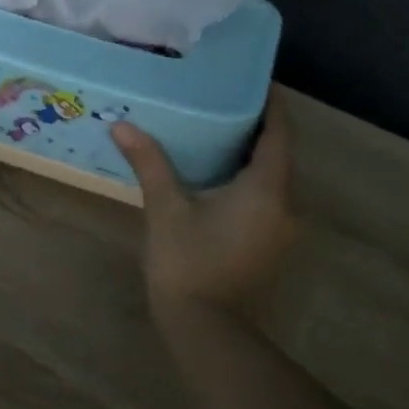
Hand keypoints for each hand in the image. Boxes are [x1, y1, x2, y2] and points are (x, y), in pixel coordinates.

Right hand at [111, 89, 294, 311]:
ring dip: (250, 155)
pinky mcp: (269, 245)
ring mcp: (280, 228)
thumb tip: (122, 125)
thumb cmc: (188, 263)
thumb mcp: (166, 209)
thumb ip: (150, 163)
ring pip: (272, 178)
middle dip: (255, 126)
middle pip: (278, 153)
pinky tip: (215, 176)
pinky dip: (247, 180)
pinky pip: (265, 199)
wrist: (206, 329)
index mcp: (267, 188)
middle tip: (221, 100)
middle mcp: (285, 204)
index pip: (279, 132)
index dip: (270, 103)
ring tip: (215, 131)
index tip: (252, 79)